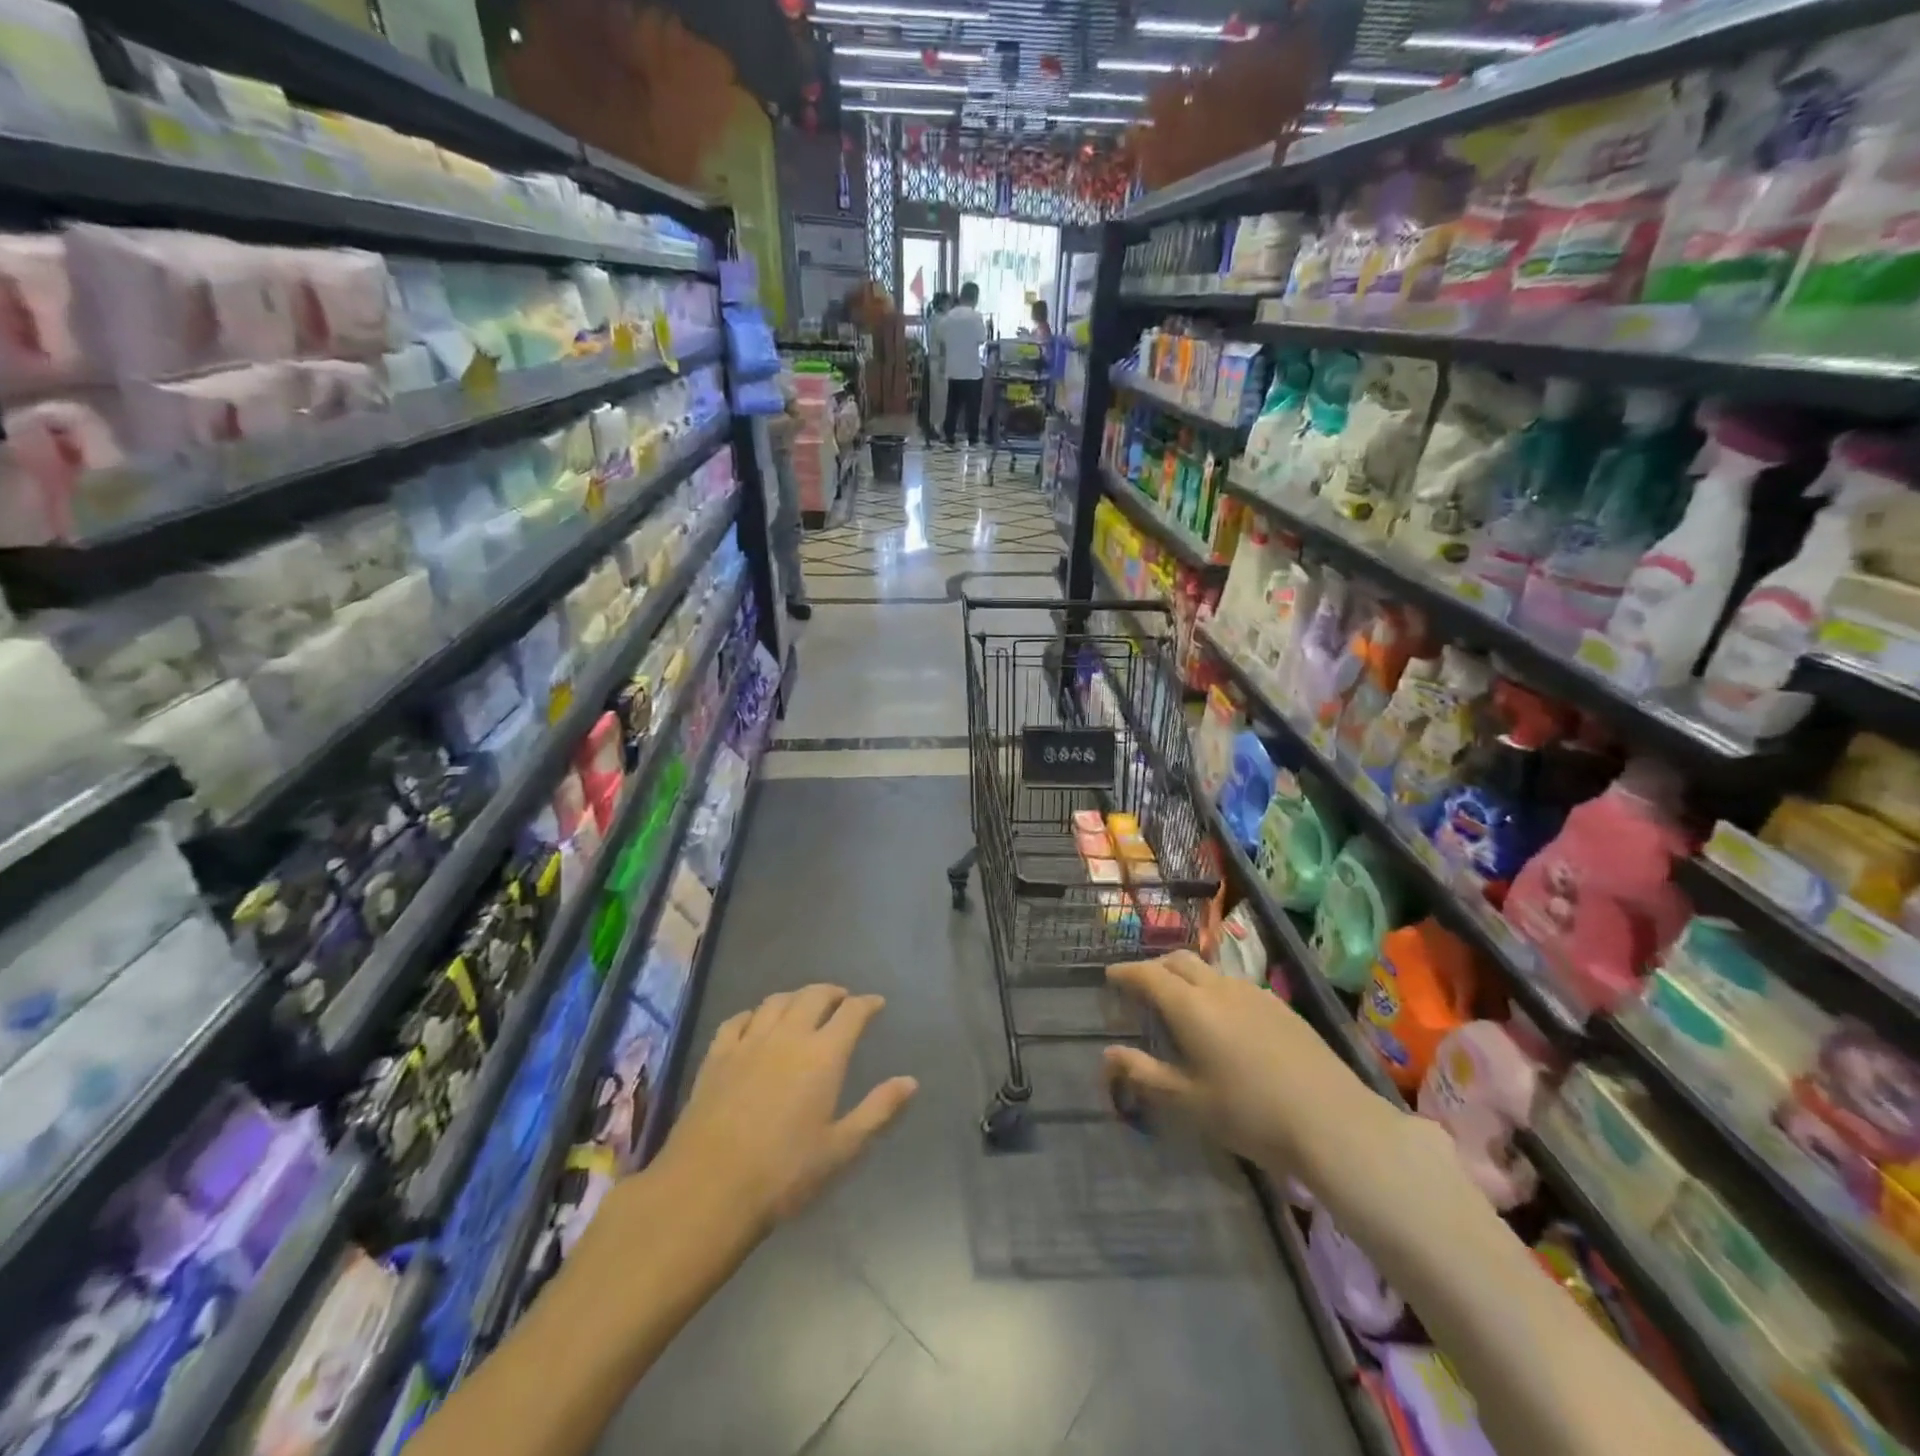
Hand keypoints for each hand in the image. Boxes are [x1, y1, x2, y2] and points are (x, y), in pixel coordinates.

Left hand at [654, 984, 917, 1235]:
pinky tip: (755, 1022)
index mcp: (823, 1055)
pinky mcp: (717, 1056)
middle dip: (832, 992)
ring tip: (804, 1006)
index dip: (867, 1004)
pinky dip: (754, 1013)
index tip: (876, 1004)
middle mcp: (788, 1036)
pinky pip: (738, 1019)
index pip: (852, 1013)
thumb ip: (878, 1110)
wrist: (708, 1189)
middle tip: (842, 1000)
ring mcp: (748, 1042)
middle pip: (813, 995)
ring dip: (796, 997)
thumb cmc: (784, 1173)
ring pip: (776, 1001)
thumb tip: (910, 1081)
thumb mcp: (841, 1148)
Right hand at [1103, 951, 1393, 1178]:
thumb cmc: (1250, 1113)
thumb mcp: (1188, 1101)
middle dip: (1155, 967)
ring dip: (1186, 977)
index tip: (1110, 977)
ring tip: (1180, 1002)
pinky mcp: (1281, 1006)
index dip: (1125, 973)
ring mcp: (1254, 993)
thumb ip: (1144, 1074)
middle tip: (1141, 986)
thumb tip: (1109, 1054)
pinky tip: (1223, 1020)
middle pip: (1179, 961)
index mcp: (1190, 1006)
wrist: (1333, 1121)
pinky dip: (1214, 990)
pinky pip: (1234, 985)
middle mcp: (1219, 987)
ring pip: (1209, 971)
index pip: (1147, 975)